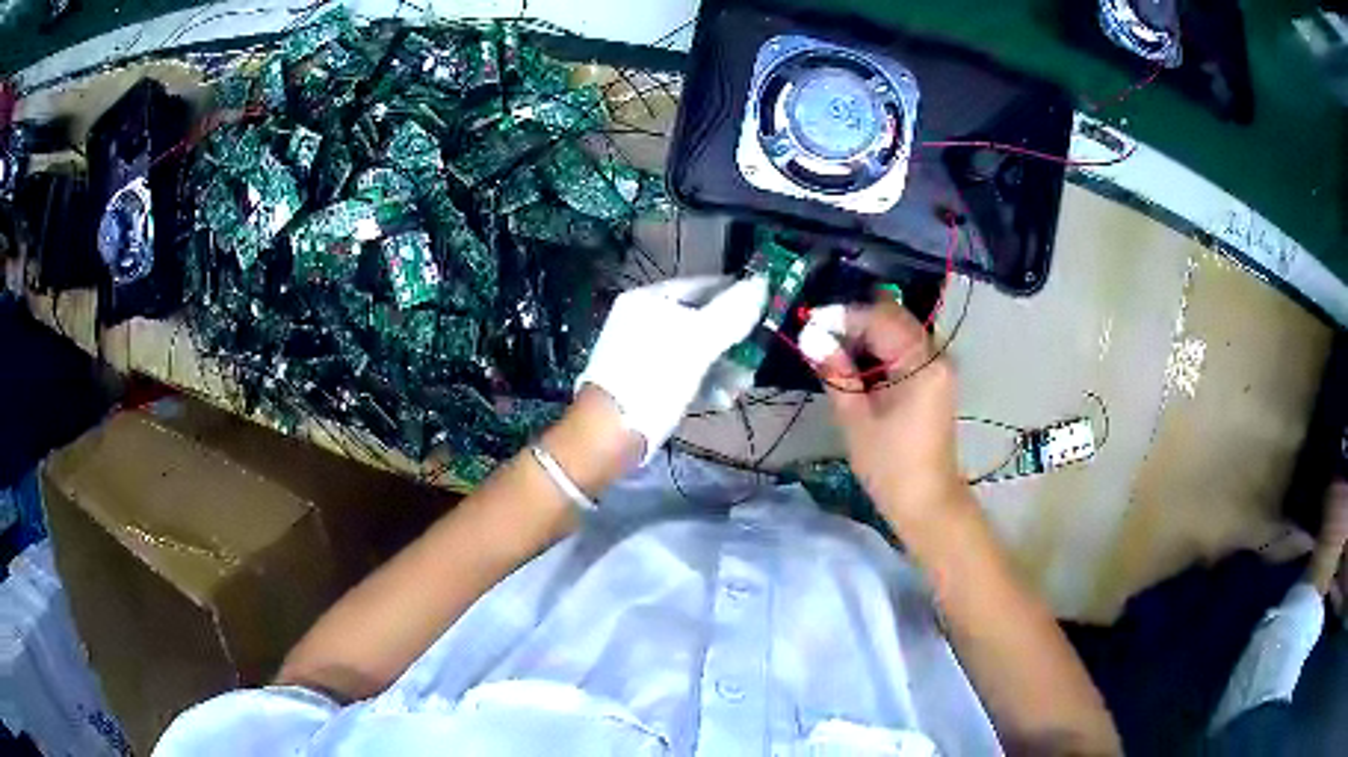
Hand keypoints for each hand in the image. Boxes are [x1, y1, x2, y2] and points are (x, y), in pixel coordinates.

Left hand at [577, 276, 767, 461]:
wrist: (609, 434)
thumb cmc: (653, 379)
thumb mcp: (698, 342)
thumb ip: (732, 312)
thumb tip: (762, 283)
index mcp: (649, 299)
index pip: (702, 285)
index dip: (736, 296)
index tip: (766, 313)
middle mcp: (644, 320)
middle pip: (701, 321)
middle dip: (733, 342)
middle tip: (755, 360)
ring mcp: (643, 353)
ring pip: (696, 351)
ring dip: (724, 367)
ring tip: (741, 387)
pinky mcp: (646, 382)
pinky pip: (683, 373)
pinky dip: (705, 383)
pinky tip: (722, 400)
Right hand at [812, 297, 965, 529]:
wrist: (927, 503)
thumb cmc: (890, 466)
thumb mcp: (856, 419)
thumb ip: (837, 373)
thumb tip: (811, 338)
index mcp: (921, 363)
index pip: (880, 319)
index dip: (844, 317)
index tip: (810, 325)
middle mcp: (936, 357)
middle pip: (894, 319)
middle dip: (855, 322)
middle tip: (819, 337)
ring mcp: (938, 369)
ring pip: (899, 333)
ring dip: (867, 336)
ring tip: (831, 350)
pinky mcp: (934, 382)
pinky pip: (905, 352)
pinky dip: (880, 352)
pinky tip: (856, 366)